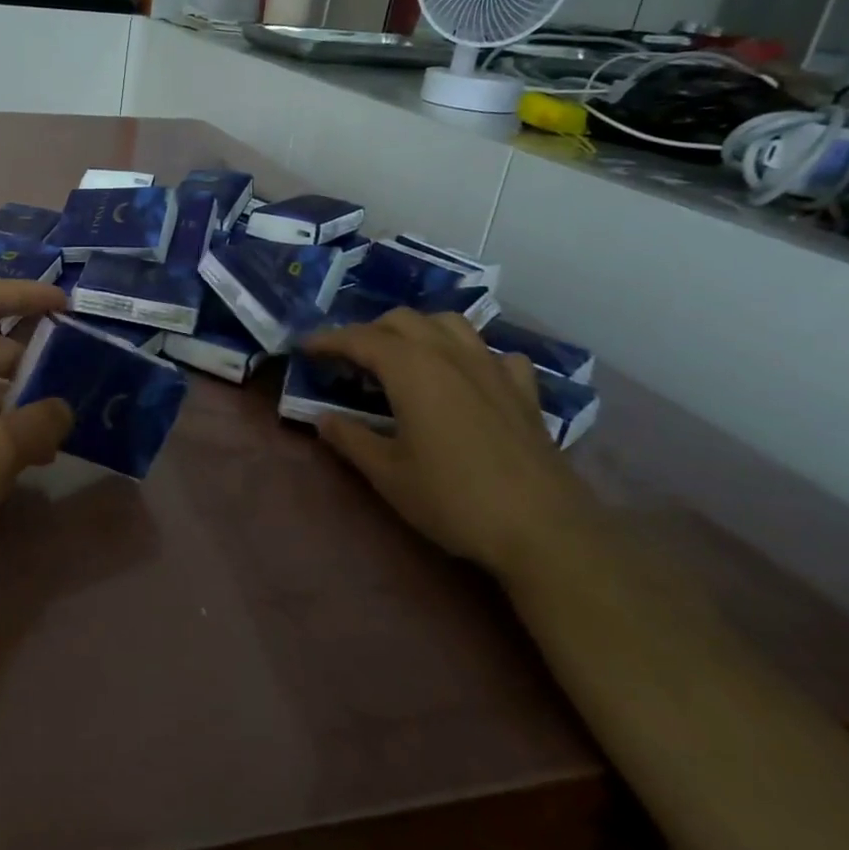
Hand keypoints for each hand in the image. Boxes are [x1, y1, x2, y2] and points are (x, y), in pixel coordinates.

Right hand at [302, 310, 594, 580]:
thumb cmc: (453, 499)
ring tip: (402, 357)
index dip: (328, 339)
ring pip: (450, 324)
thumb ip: (350, 439)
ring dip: (418, 331)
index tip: (305, 348)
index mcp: (412, 369)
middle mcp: (451, 355)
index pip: (360, 338)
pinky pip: (494, 353)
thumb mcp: (387, 474)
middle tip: (349, 359)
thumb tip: (323, 419)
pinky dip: (471, 355)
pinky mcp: (523, 391)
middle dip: (369, 331)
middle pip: (403, 320)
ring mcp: (493, 369)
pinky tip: (467, 377)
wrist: (543, 529)